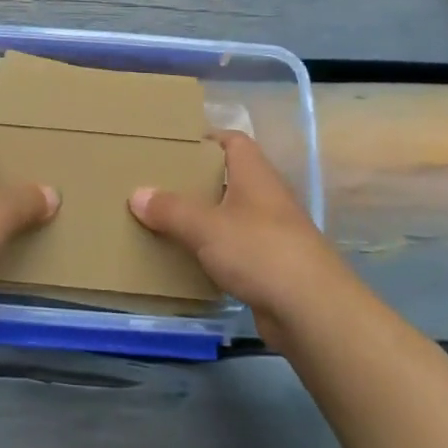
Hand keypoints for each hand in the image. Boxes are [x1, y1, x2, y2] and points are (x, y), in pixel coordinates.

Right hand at [129, 131, 351, 338]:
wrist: (311, 310)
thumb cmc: (259, 250)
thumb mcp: (205, 226)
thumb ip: (170, 209)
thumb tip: (137, 194)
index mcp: (255, 175)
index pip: (232, 141)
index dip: (205, 138)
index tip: (172, 145)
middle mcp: (266, 197)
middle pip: (227, 178)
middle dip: (195, 181)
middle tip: (157, 183)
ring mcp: (271, 233)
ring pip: (230, 216)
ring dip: (202, 218)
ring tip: (163, 220)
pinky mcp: (270, 266)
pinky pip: (234, 249)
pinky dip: (212, 251)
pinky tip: (187, 259)